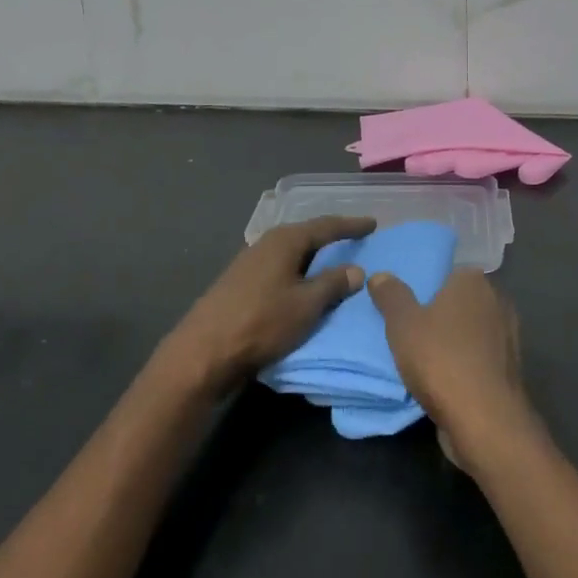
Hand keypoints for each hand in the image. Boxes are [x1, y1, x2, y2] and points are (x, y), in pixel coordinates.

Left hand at [162, 216, 374, 394]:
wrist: (203, 352)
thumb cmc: (261, 322)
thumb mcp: (306, 305)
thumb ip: (333, 284)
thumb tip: (355, 269)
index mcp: (285, 240)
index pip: (325, 226)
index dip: (351, 226)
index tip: (373, 224)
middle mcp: (266, 243)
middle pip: (305, 236)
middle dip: (330, 238)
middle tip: (354, 241)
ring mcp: (249, 263)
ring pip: (290, 254)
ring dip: (312, 258)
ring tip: (332, 263)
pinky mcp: (240, 284)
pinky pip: (279, 269)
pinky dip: (297, 273)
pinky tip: (302, 284)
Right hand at [367, 268, 535, 467]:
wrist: (486, 420)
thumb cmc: (441, 360)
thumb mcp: (402, 323)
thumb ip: (391, 295)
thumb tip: (380, 275)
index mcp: (473, 280)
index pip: (447, 271)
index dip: (426, 285)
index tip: (406, 302)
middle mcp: (496, 300)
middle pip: (460, 300)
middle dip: (439, 312)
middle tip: (409, 327)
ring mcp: (508, 335)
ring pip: (471, 330)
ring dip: (453, 340)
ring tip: (423, 355)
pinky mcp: (510, 367)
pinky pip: (479, 355)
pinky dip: (465, 362)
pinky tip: (444, 377)